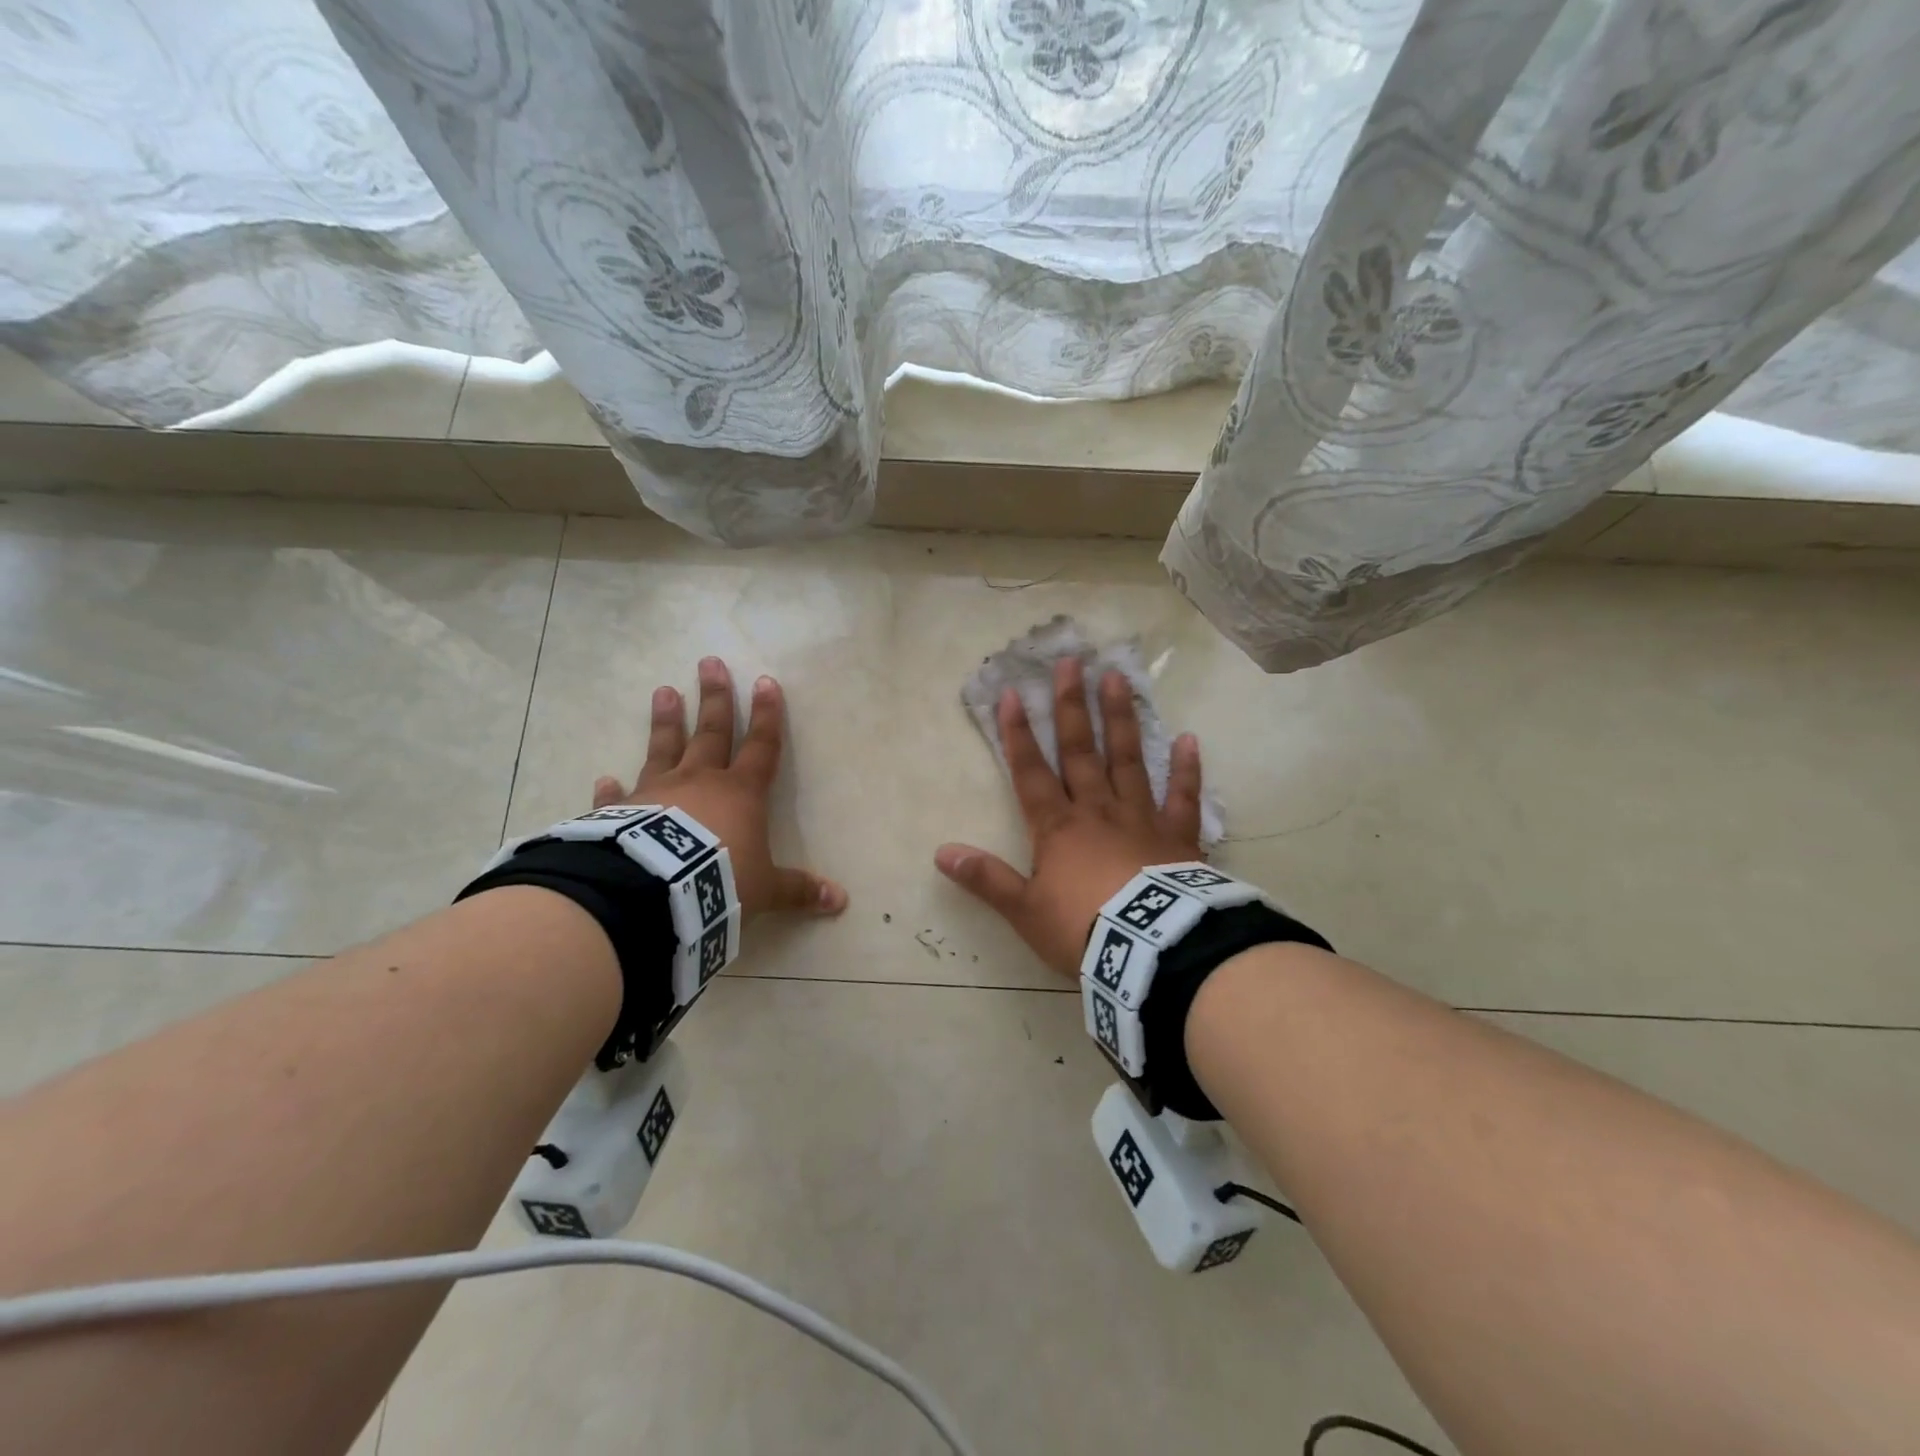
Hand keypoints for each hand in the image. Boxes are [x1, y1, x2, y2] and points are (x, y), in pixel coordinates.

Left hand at [591, 657, 846, 919]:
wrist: (656, 894)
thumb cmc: (720, 881)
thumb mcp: (766, 890)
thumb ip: (798, 890)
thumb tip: (841, 901)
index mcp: (741, 793)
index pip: (761, 746)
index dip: (767, 715)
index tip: (766, 682)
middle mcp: (700, 782)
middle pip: (711, 732)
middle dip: (714, 697)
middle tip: (709, 662)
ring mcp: (657, 793)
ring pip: (664, 748)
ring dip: (665, 721)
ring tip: (663, 691)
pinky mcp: (622, 814)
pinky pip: (618, 799)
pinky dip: (612, 790)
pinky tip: (603, 778)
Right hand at [935, 656, 1202, 975]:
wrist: (1149, 952)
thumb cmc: (1081, 928)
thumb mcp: (1024, 910)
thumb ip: (986, 879)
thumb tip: (941, 853)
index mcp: (1057, 827)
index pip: (1031, 771)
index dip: (1018, 733)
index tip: (1011, 693)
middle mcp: (1097, 810)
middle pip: (1081, 751)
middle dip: (1072, 707)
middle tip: (1072, 662)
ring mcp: (1141, 818)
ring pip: (1128, 760)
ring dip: (1122, 720)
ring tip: (1118, 679)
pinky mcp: (1178, 837)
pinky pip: (1183, 798)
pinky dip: (1186, 770)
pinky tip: (1189, 739)